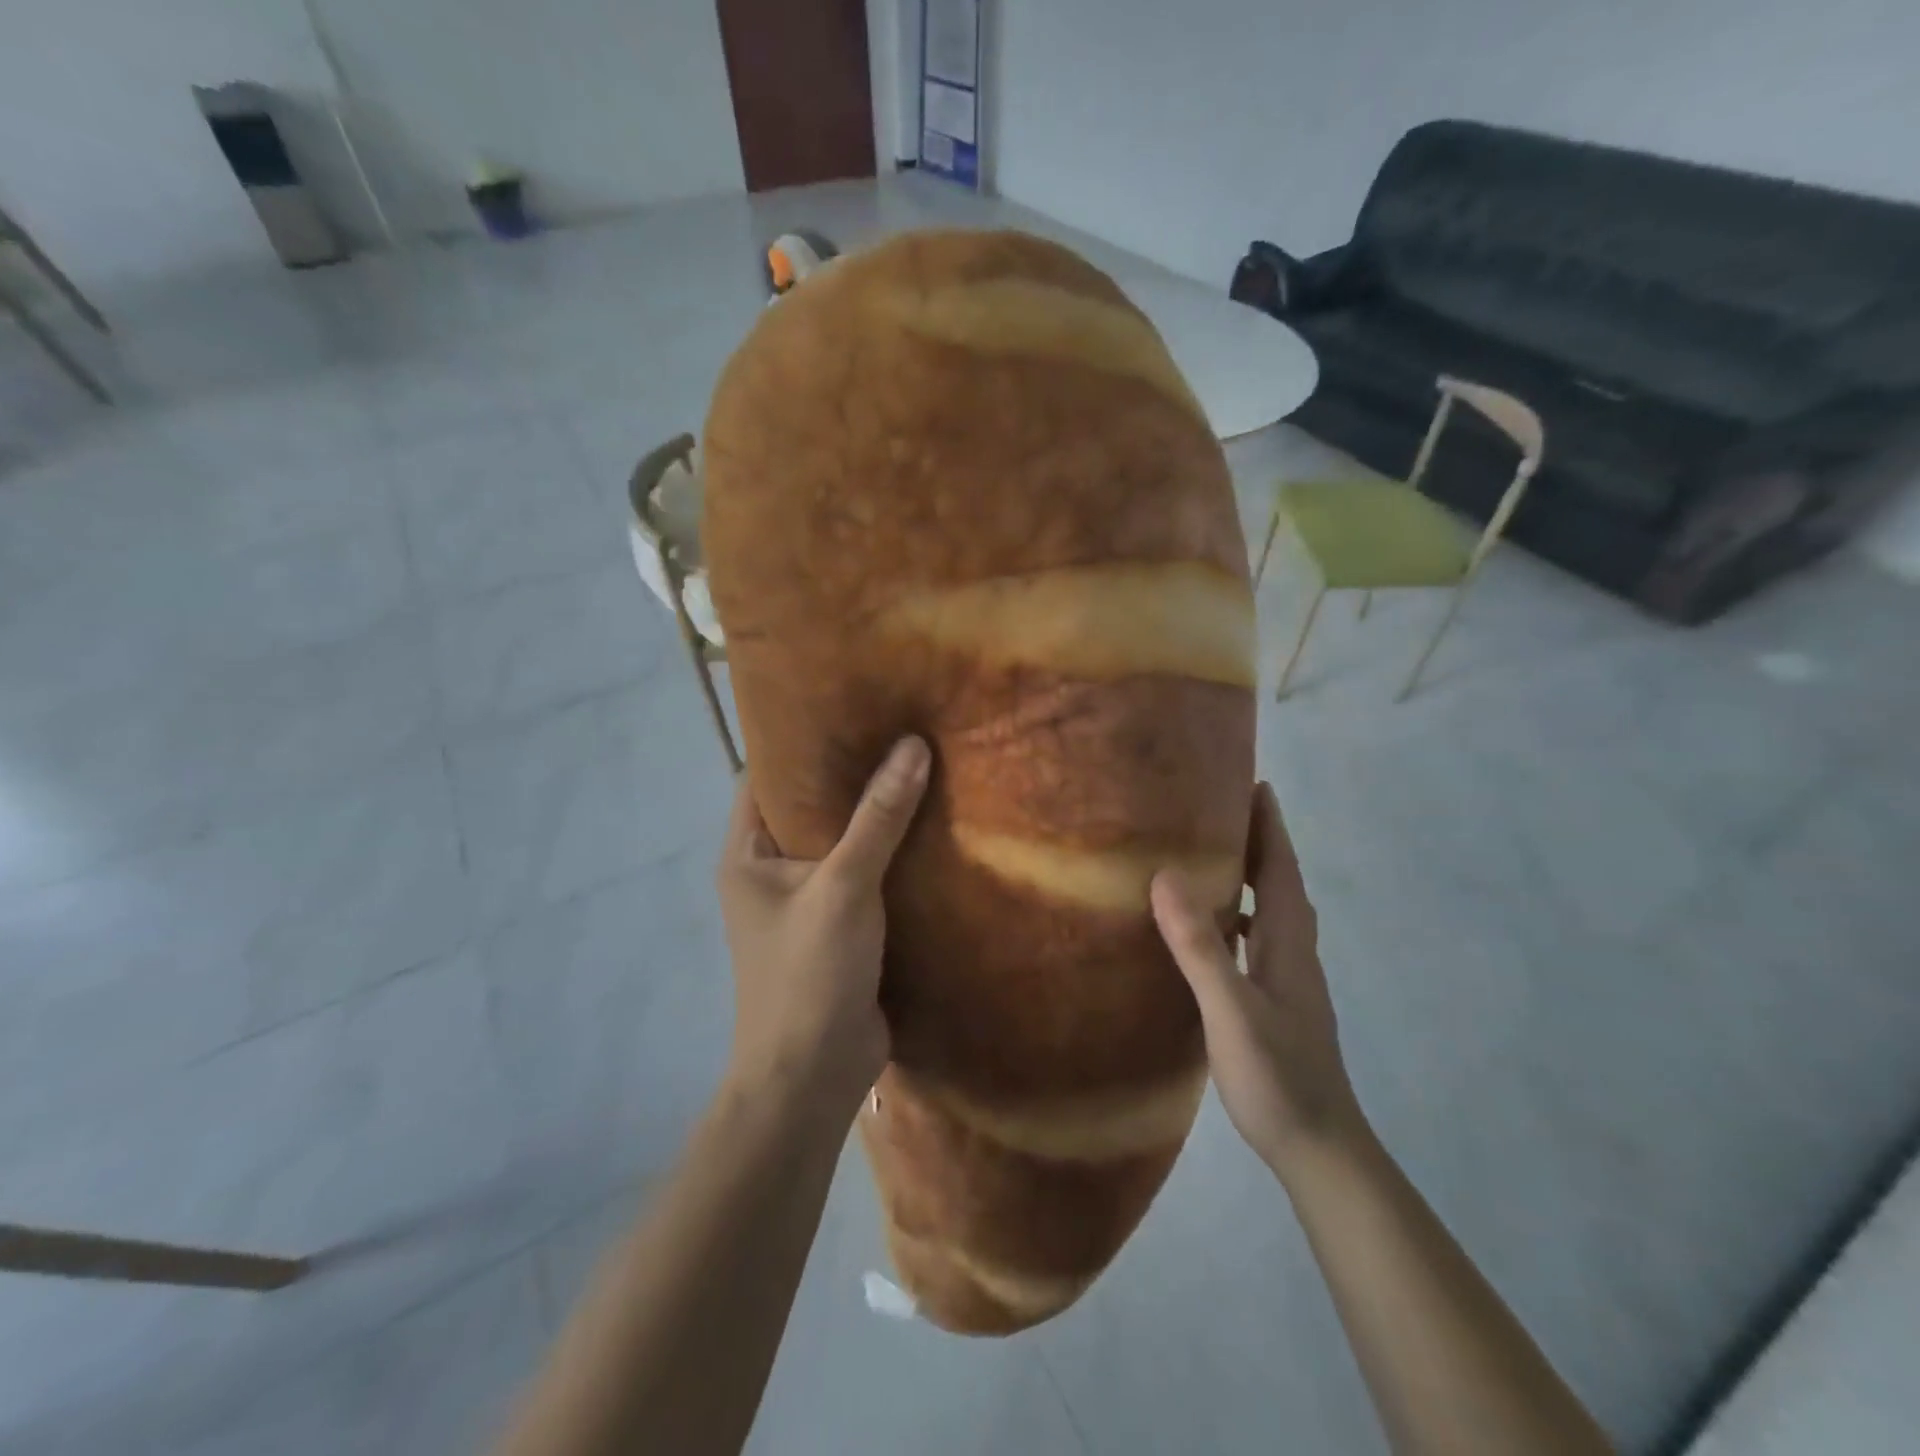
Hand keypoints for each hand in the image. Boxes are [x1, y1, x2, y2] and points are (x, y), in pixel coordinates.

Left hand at [716, 736, 930, 1114]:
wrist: (815, 1076)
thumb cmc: (808, 973)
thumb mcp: (844, 887)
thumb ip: (878, 818)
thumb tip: (913, 745)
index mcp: (747, 853)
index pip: (764, 776)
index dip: (799, 739)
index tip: (846, 704)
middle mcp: (770, 870)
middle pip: (808, 805)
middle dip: (848, 772)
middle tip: (896, 725)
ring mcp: (806, 900)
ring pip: (841, 840)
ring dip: (874, 813)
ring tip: (919, 762)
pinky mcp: (840, 925)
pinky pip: (864, 873)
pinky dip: (890, 852)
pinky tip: (931, 824)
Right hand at [1151, 782, 1364, 1177]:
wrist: (1319, 1147)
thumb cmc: (1277, 1075)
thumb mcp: (1230, 1008)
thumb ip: (1200, 946)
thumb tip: (1167, 877)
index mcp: (1289, 943)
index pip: (1283, 869)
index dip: (1271, 826)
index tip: (1256, 784)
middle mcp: (1294, 952)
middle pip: (1282, 884)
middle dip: (1260, 841)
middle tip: (1223, 808)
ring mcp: (1289, 980)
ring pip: (1272, 912)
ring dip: (1251, 877)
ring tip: (1212, 856)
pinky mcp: (1277, 1003)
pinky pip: (1258, 940)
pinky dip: (1240, 917)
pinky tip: (1212, 928)